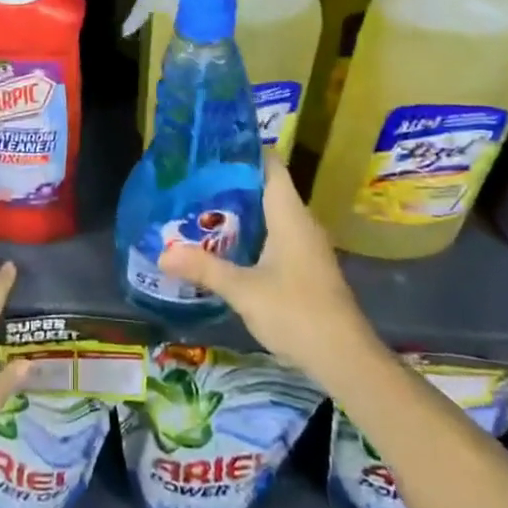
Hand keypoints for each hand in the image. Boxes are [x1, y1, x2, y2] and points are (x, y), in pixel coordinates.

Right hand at [161, 158, 378, 385]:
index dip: (243, 151)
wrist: (345, 359)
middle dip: (231, 183)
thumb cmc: (296, 312)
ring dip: (241, 211)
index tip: (211, 149)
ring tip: (201, 209)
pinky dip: (252, 233)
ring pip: (271, 214)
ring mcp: (307, 245)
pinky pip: (276, 236)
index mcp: (289, 214)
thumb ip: (204, 268)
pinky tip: (226, 246)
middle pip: (266, 188)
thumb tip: (162, 254)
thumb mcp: (243, 290)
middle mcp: (301, 222)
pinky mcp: (306, 267)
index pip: (270, 165)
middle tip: (194, 181)